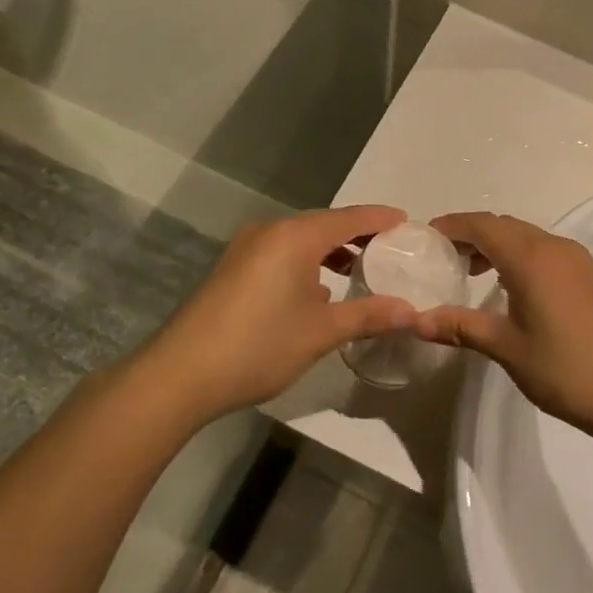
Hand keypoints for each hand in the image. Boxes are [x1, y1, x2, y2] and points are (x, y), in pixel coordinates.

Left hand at [140, 205, 419, 419]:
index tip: (408, 222)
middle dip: (358, 234)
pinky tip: (317, 290)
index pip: (350, 218)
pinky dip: (306, 262)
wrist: (180, 374)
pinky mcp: (233, 268)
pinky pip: (281, 253)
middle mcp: (271, 231)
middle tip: (390, 247)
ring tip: (359, 268)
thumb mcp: (321, 332)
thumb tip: (412, 312)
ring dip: (331, 250)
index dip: (381, 219)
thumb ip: (368, 316)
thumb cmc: (259, 345)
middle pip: (325, 224)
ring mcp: (247, 249)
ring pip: (301, 239)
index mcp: (295, 236)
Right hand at [413, 213, 592, 436]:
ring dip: (497, 244)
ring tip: (473, 272)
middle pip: (504, 225)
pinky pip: (546, 249)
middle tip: (445, 258)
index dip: (453, 226)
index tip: (427, 236)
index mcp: (531, 258)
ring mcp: (577, 258)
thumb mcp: (506, 348)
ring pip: (527, 235)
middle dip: (472, 234)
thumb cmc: (563, 369)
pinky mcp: (590, 273)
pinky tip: (512, 285)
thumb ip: (461, 327)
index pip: (483, 225)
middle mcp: (555, 247)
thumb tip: (416, 320)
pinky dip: (520, 254)